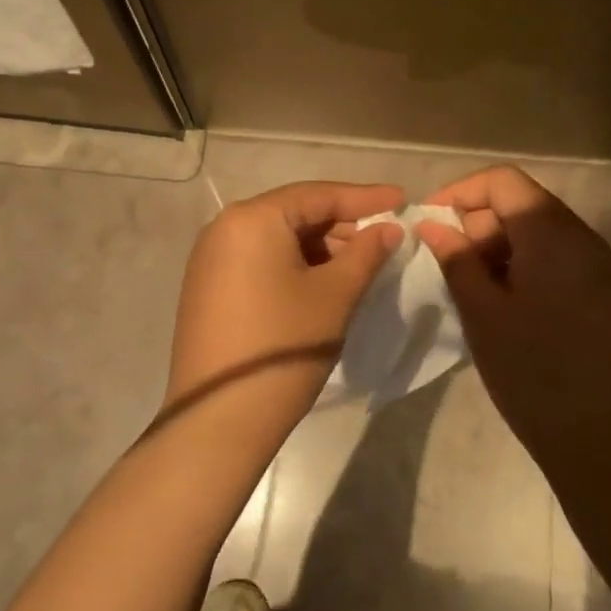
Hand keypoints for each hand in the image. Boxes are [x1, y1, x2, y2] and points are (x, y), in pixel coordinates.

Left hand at [163, 181, 405, 432]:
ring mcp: (210, 258)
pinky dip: (293, 264)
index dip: (365, 197)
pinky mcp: (207, 287)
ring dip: (319, 246)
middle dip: (341, 224)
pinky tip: (321, 282)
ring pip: (276, 238)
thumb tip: (388, 228)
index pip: (318, 194)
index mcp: (252, 218)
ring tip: (358, 264)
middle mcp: (224, 227)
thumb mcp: (335, 295)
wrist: (220, 416)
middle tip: (384, 237)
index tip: (402, 198)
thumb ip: (366, 253)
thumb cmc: (285, 345)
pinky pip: (258, 260)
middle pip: (294, 213)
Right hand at [415, 166, 610, 462]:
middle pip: (523, 203)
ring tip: (475, 292)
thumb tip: (432, 224)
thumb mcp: (483, 314)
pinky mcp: (609, 296)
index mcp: (554, 235)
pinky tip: (509, 308)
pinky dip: (526, 269)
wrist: (608, 444)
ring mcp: (603, 269)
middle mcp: (585, 240)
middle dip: (479, 225)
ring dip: (500, 250)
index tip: (430, 224)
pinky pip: (560, 262)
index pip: (503, 181)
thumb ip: (456, 260)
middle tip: (450, 267)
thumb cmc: (535, 374)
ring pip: (541, 235)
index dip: (461, 192)